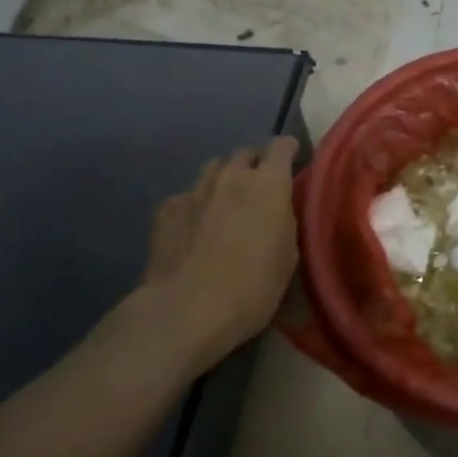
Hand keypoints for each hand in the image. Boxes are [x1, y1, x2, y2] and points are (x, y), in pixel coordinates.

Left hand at [135, 136, 300, 368]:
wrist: (187, 310)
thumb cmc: (252, 288)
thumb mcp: (287, 257)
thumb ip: (284, 221)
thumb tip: (276, 211)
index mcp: (268, 184)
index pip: (281, 146)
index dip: (288, 150)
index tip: (292, 159)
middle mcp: (231, 176)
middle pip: (244, 153)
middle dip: (252, 166)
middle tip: (256, 191)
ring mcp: (195, 189)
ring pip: (212, 169)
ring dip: (222, 181)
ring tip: (223, 206)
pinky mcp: (166, 209)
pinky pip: (185, 196)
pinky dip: (193, 206)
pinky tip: (191, 230)